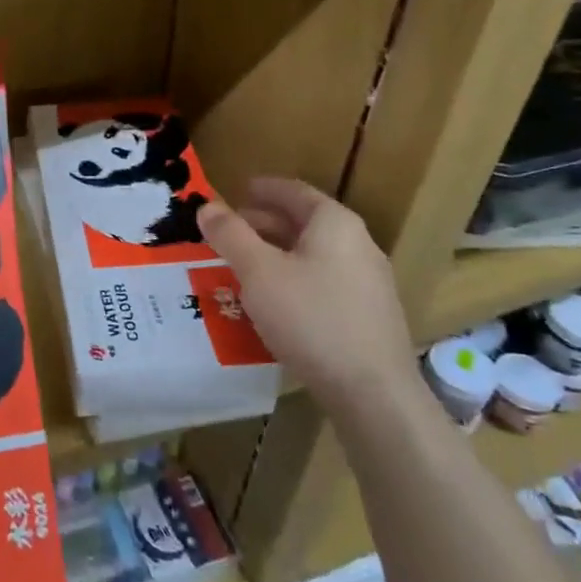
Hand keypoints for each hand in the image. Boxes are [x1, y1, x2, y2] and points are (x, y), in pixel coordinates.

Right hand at [196, 178, 417, 411]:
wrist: (373, 393)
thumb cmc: (311, 318)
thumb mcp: (258, 272)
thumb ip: (230, 235)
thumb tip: (207, 206)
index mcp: (335, 224)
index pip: (295, 191)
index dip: (264, 188)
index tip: (237, 189)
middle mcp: (357, 245)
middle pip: (305, 222)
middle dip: (263, 223)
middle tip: (228, 231)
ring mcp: (367, 282)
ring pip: (312, 255)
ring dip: (275, 253)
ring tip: (241, 265)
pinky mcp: (366, 316)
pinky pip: (321, 282)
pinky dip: (292, 278)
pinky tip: (271, 301)